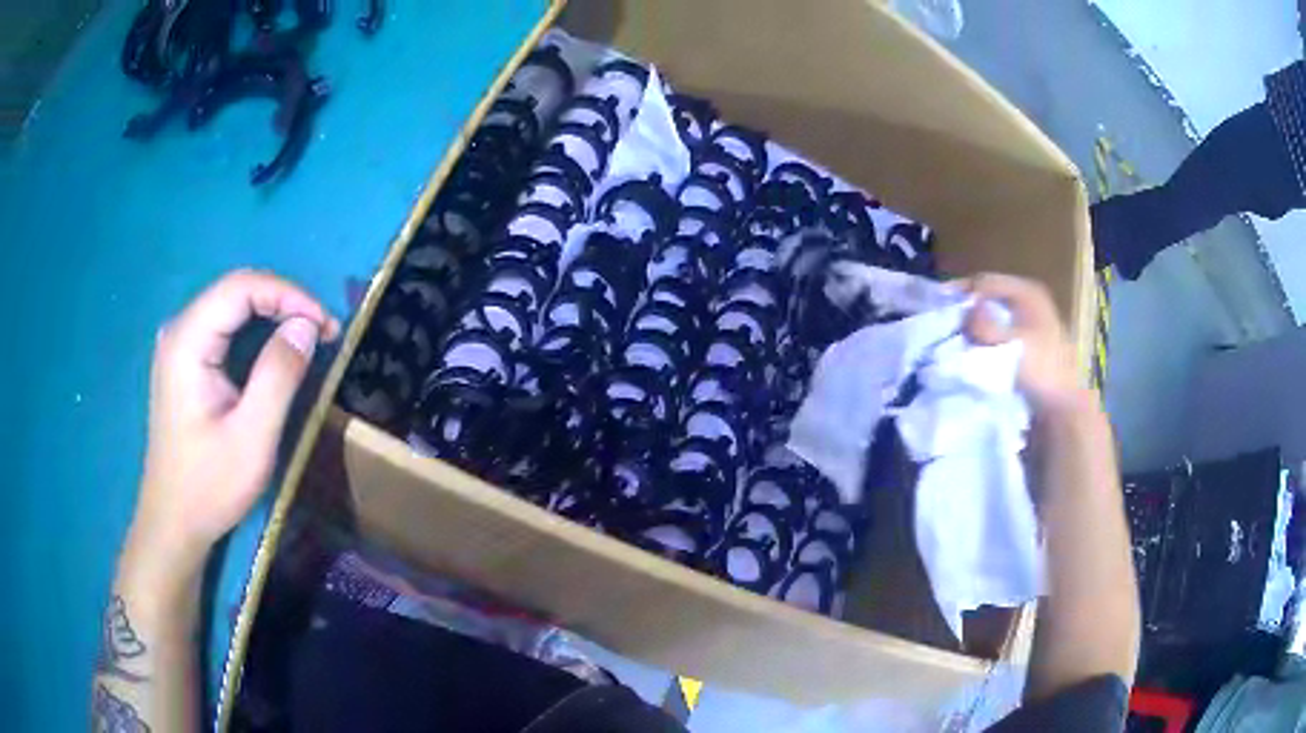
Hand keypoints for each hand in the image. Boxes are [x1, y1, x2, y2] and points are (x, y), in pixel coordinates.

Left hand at [129, 270, 339, 579]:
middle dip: (284, 303)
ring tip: (308, 339)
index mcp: (187, 342)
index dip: (288, 294)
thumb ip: (278, 376)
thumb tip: (307, 325)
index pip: (241, 288)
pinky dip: (256, 332)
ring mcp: (179, 346)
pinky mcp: (184, 362)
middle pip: (236, 292)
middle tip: (323, 333)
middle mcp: (179, 331)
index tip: (325, 324)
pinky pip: (224, 328)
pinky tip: (276, 350)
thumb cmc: (209, 486)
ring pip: (231, 307)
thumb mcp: (251, 438)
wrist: (173, 521)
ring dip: (273, 315)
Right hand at [956, 273, 1083, 413]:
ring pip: (991, 315)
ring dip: (973, 325)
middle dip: (966, 309)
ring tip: (953, 337)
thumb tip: (963, 310)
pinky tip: (970, 349)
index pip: (986, 282)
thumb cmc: (1042, 371)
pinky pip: (997, 331)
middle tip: (942, 322)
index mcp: (1028, 293)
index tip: (938, 306)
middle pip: (988, 297)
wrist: (1062, 408)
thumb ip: (985, 325)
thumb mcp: (1012, 345)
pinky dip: (983, 337)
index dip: (962, 292)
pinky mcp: (1025, 342)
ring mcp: (1028, 322)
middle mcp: (1028, 301)